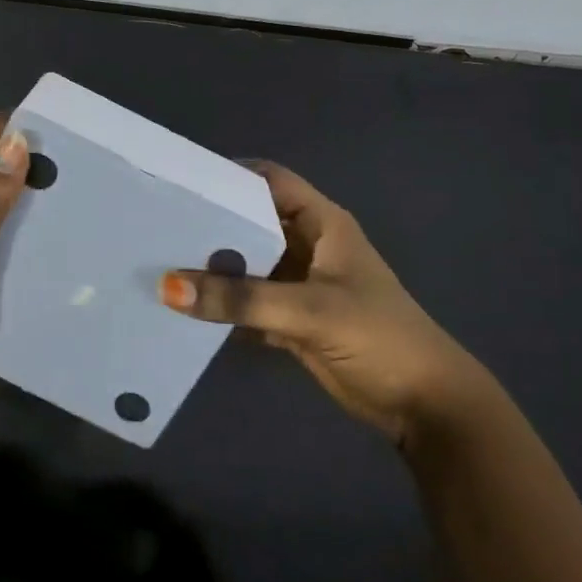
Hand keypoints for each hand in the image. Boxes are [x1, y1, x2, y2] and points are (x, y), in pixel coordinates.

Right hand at [157, 162, 487, 444]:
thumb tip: (168, 287)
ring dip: (211, 268)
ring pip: (246, 264)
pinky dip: (222, 305)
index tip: (181, 182)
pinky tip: (184, 308)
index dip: (229, 175)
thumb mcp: (310, 310)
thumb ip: (241, 299)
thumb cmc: (379, 337)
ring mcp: (298, 283)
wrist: (425, 405)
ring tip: (158, 263)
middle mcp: (306, 246)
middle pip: (250, 222)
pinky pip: (247, 302)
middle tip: (157, 226)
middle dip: (210, 224)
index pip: (269, 181)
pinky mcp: (291, 319)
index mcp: (322, 224)